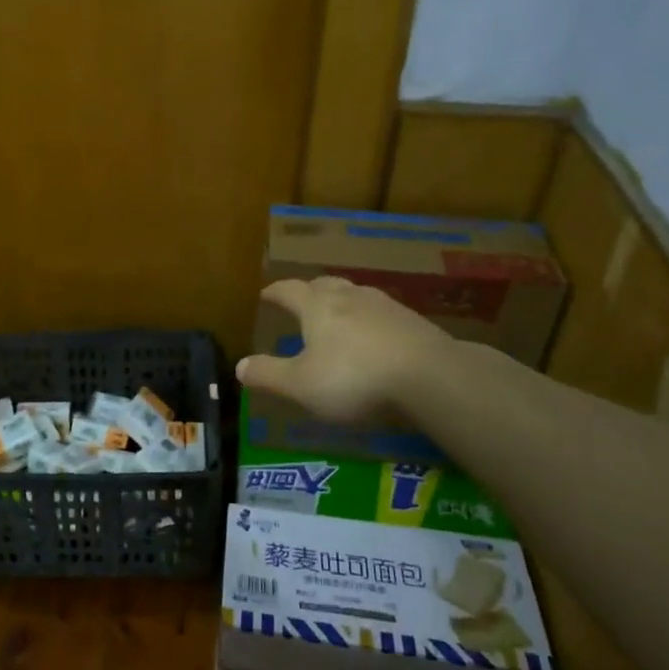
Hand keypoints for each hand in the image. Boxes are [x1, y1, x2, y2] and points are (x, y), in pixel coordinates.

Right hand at [235, 277, 454, 422]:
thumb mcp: (301, 385)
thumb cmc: (354, 378)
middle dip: (309, 290)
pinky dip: (368, 319)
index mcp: (317, 306)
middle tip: (301, 300)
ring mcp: (384, 306)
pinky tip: (373, 337)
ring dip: (341, 301)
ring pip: (355, 295)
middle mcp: (349, 297)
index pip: (289, 290)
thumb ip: (269, 375)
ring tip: (336, 315)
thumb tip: (239, 366)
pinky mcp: (412, 321)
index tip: (265, 294)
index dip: (275, 292)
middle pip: (324, 284)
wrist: (430, 376)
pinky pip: (380, 313)